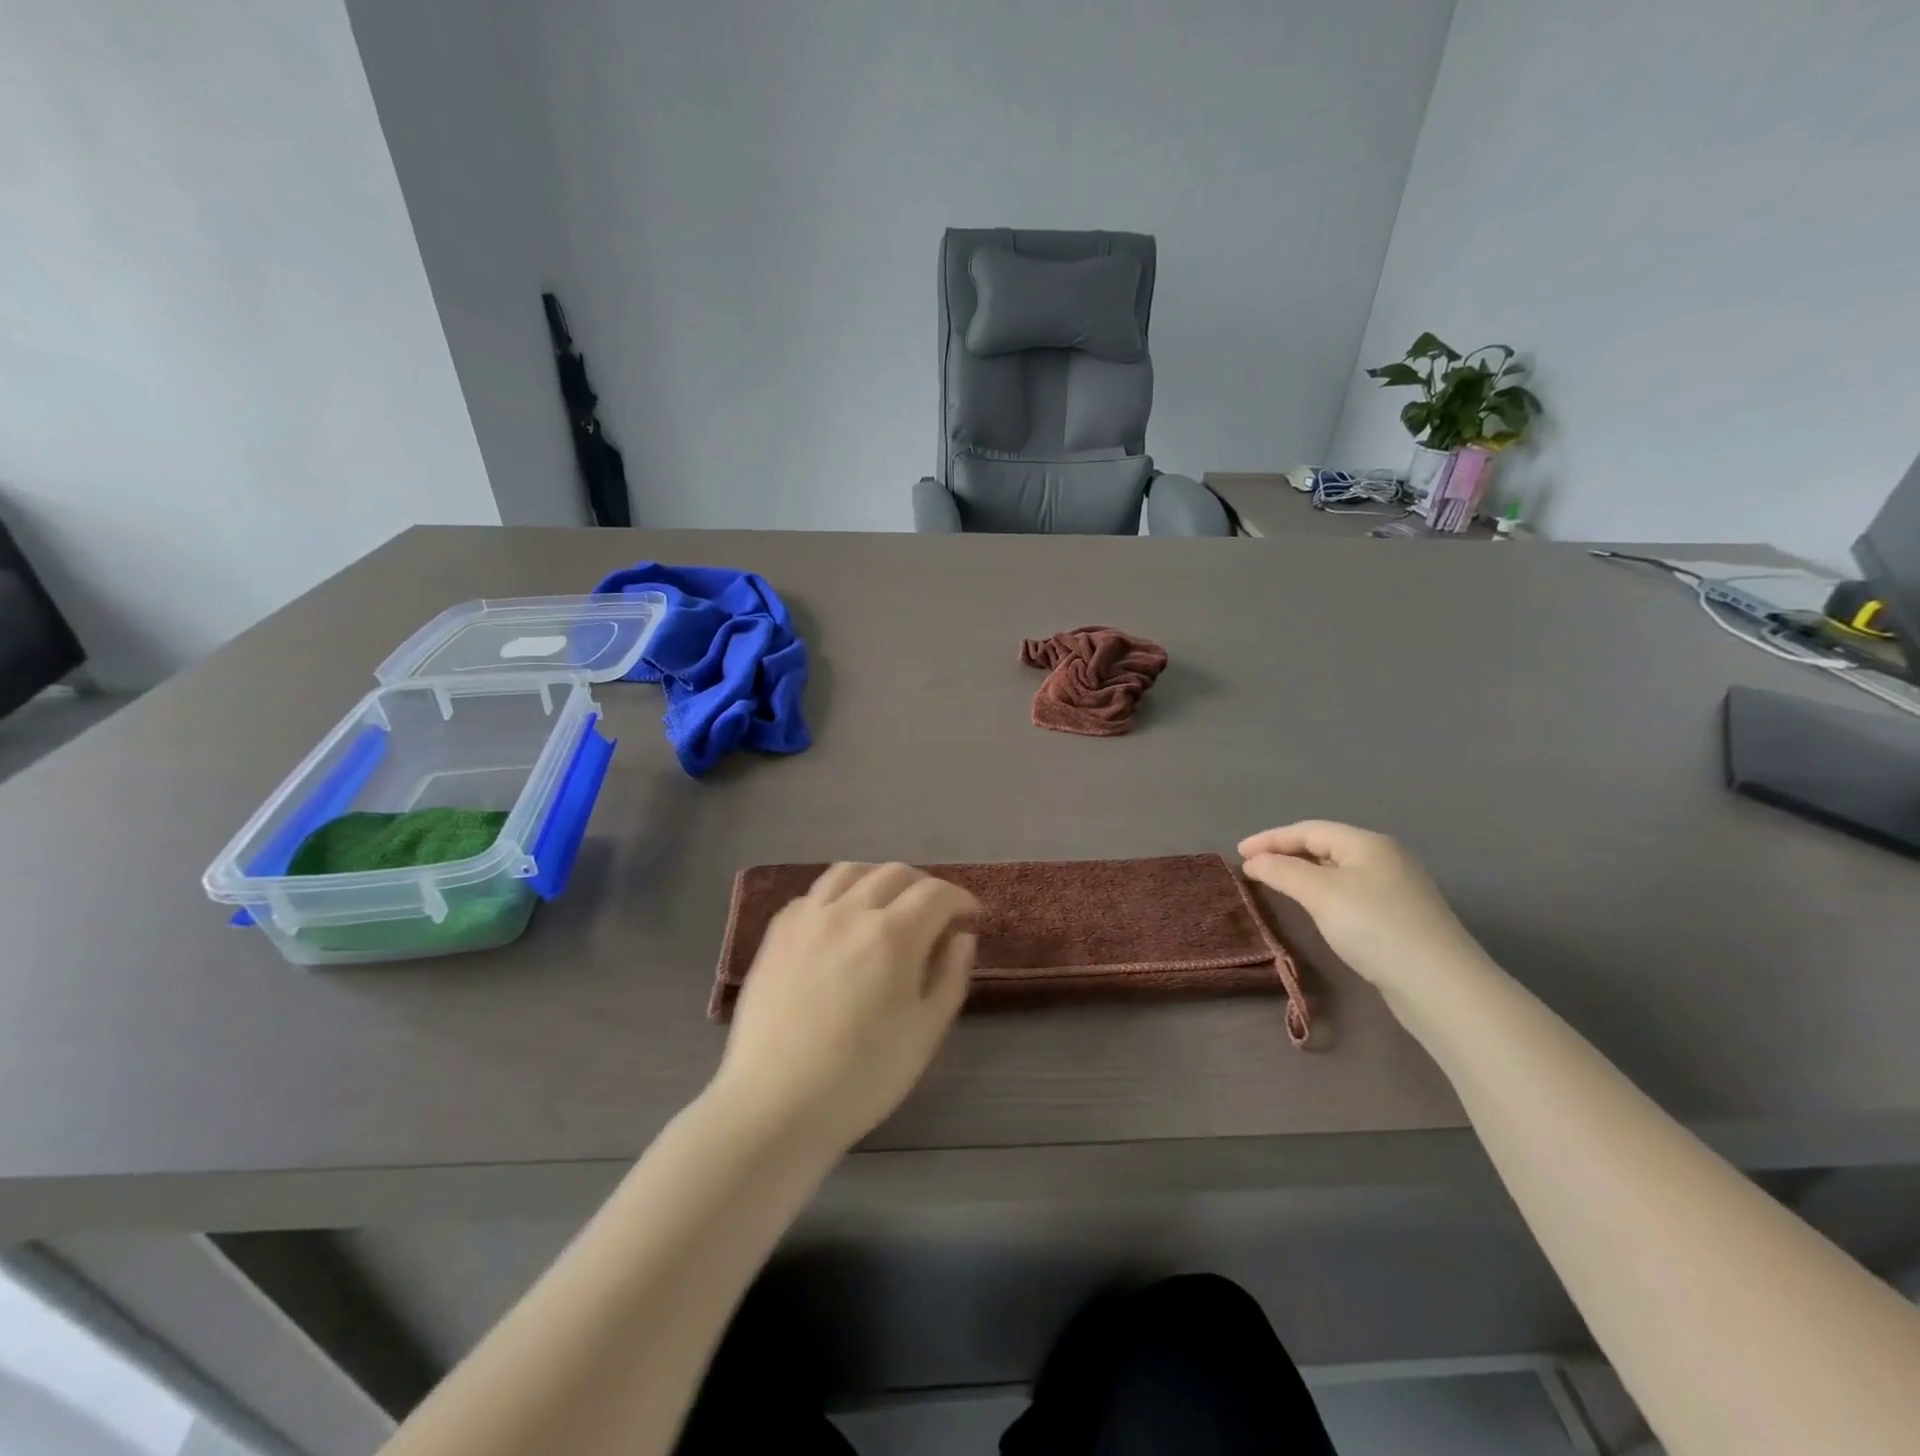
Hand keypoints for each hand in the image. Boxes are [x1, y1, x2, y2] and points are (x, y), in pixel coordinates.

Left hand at [713, 863, 977, 1155]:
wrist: (776, 1104)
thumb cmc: (862, 1077)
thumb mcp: (926, 1033)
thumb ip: (950, 976)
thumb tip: (962, 936)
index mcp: (893, 936)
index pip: (937, 893)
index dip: (961, 899)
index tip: (970, 916)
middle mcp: (850, 912)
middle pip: (896, 873)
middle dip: (925, 886)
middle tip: (935, 914)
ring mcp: (809, 917)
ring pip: (851, 871)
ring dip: (880, 879)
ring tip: (887, 904)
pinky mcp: (778, 932)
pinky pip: (815, 893)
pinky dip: (839, 895)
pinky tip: (841, 921)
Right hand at [1239, 821, 1486, 994]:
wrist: (1440, 985)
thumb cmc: (1375, 927)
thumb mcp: (1320, 893)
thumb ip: (1282, 871)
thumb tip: (1254, 860)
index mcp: (1367, 843)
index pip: (1308, 829)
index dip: (1270, 838)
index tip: (1238, 853)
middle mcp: (1384, 858)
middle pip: (1324, 846)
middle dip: (1286, 853)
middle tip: (1253, 868)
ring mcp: (1396, 888)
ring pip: (1337, 870)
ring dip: (1303, 873)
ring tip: (1276, 884)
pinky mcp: (1400, 917)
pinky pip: (1349, 892)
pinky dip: (1322, 892)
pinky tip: (1314, 908)